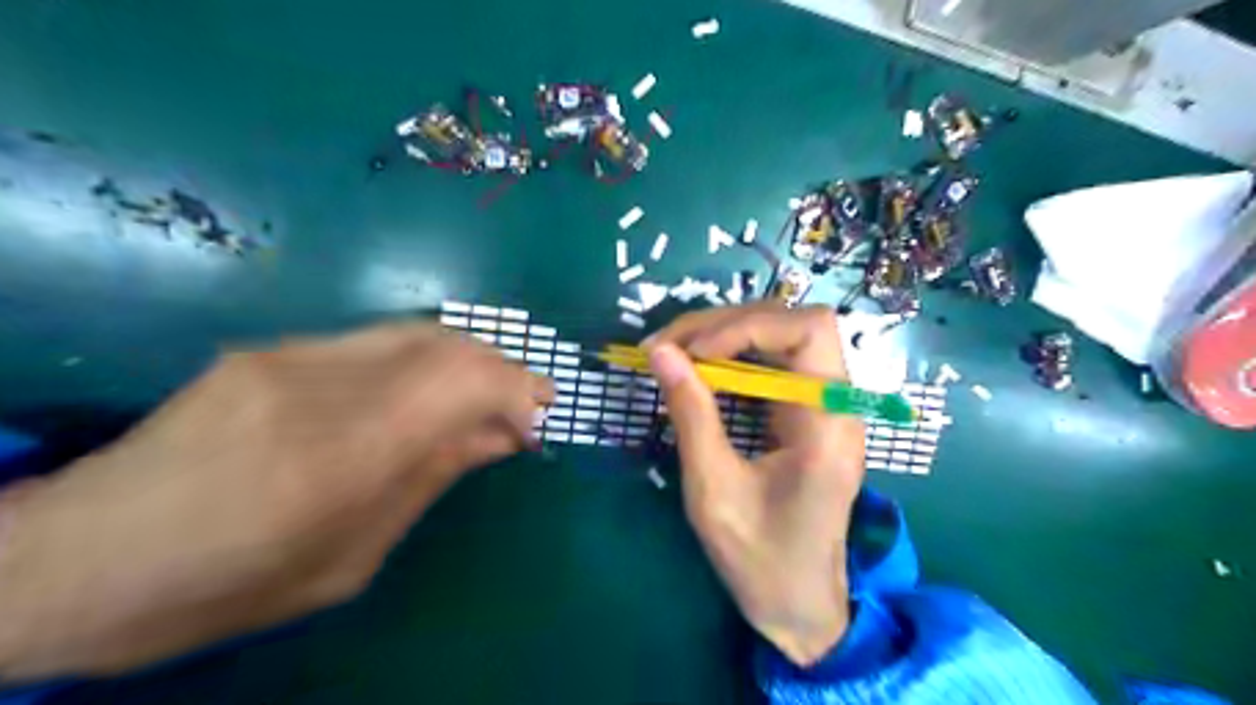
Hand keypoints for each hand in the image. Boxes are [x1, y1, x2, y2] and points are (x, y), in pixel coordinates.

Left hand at [0, 326, 551, 681]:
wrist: (82, 555)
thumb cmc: (229, 583)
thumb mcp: (353, 555)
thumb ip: (431, 478)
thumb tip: (502, 437)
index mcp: (338, 457)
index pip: (459, 382)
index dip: (515, 388)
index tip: (539, 417)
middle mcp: (316, 387)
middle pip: (443, 343)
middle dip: (500, 367)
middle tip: (523, 402)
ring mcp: (287, 356)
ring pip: (414, 331)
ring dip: (466, 358)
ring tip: (485, 394)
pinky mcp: (270, 348)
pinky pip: (376, 340)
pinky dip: (423, 359)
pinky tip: (426, 390)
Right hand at [648, 302, 863, 667]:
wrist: (800, 604)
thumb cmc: (761, 559)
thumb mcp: (714, 490)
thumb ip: (691, 415)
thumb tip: (661, 353)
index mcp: (828, 423)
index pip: (809, 330)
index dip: (746, 326)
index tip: (691, 353)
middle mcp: (837, 403)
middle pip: (792, 323)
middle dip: (725, 325)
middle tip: (665, 347)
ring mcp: (825, 406)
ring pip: (780, 337)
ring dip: (724, 336)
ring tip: (672, 353)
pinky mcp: (807, 414)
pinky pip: (772, 363)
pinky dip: (730, 357)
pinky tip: (697, 370)